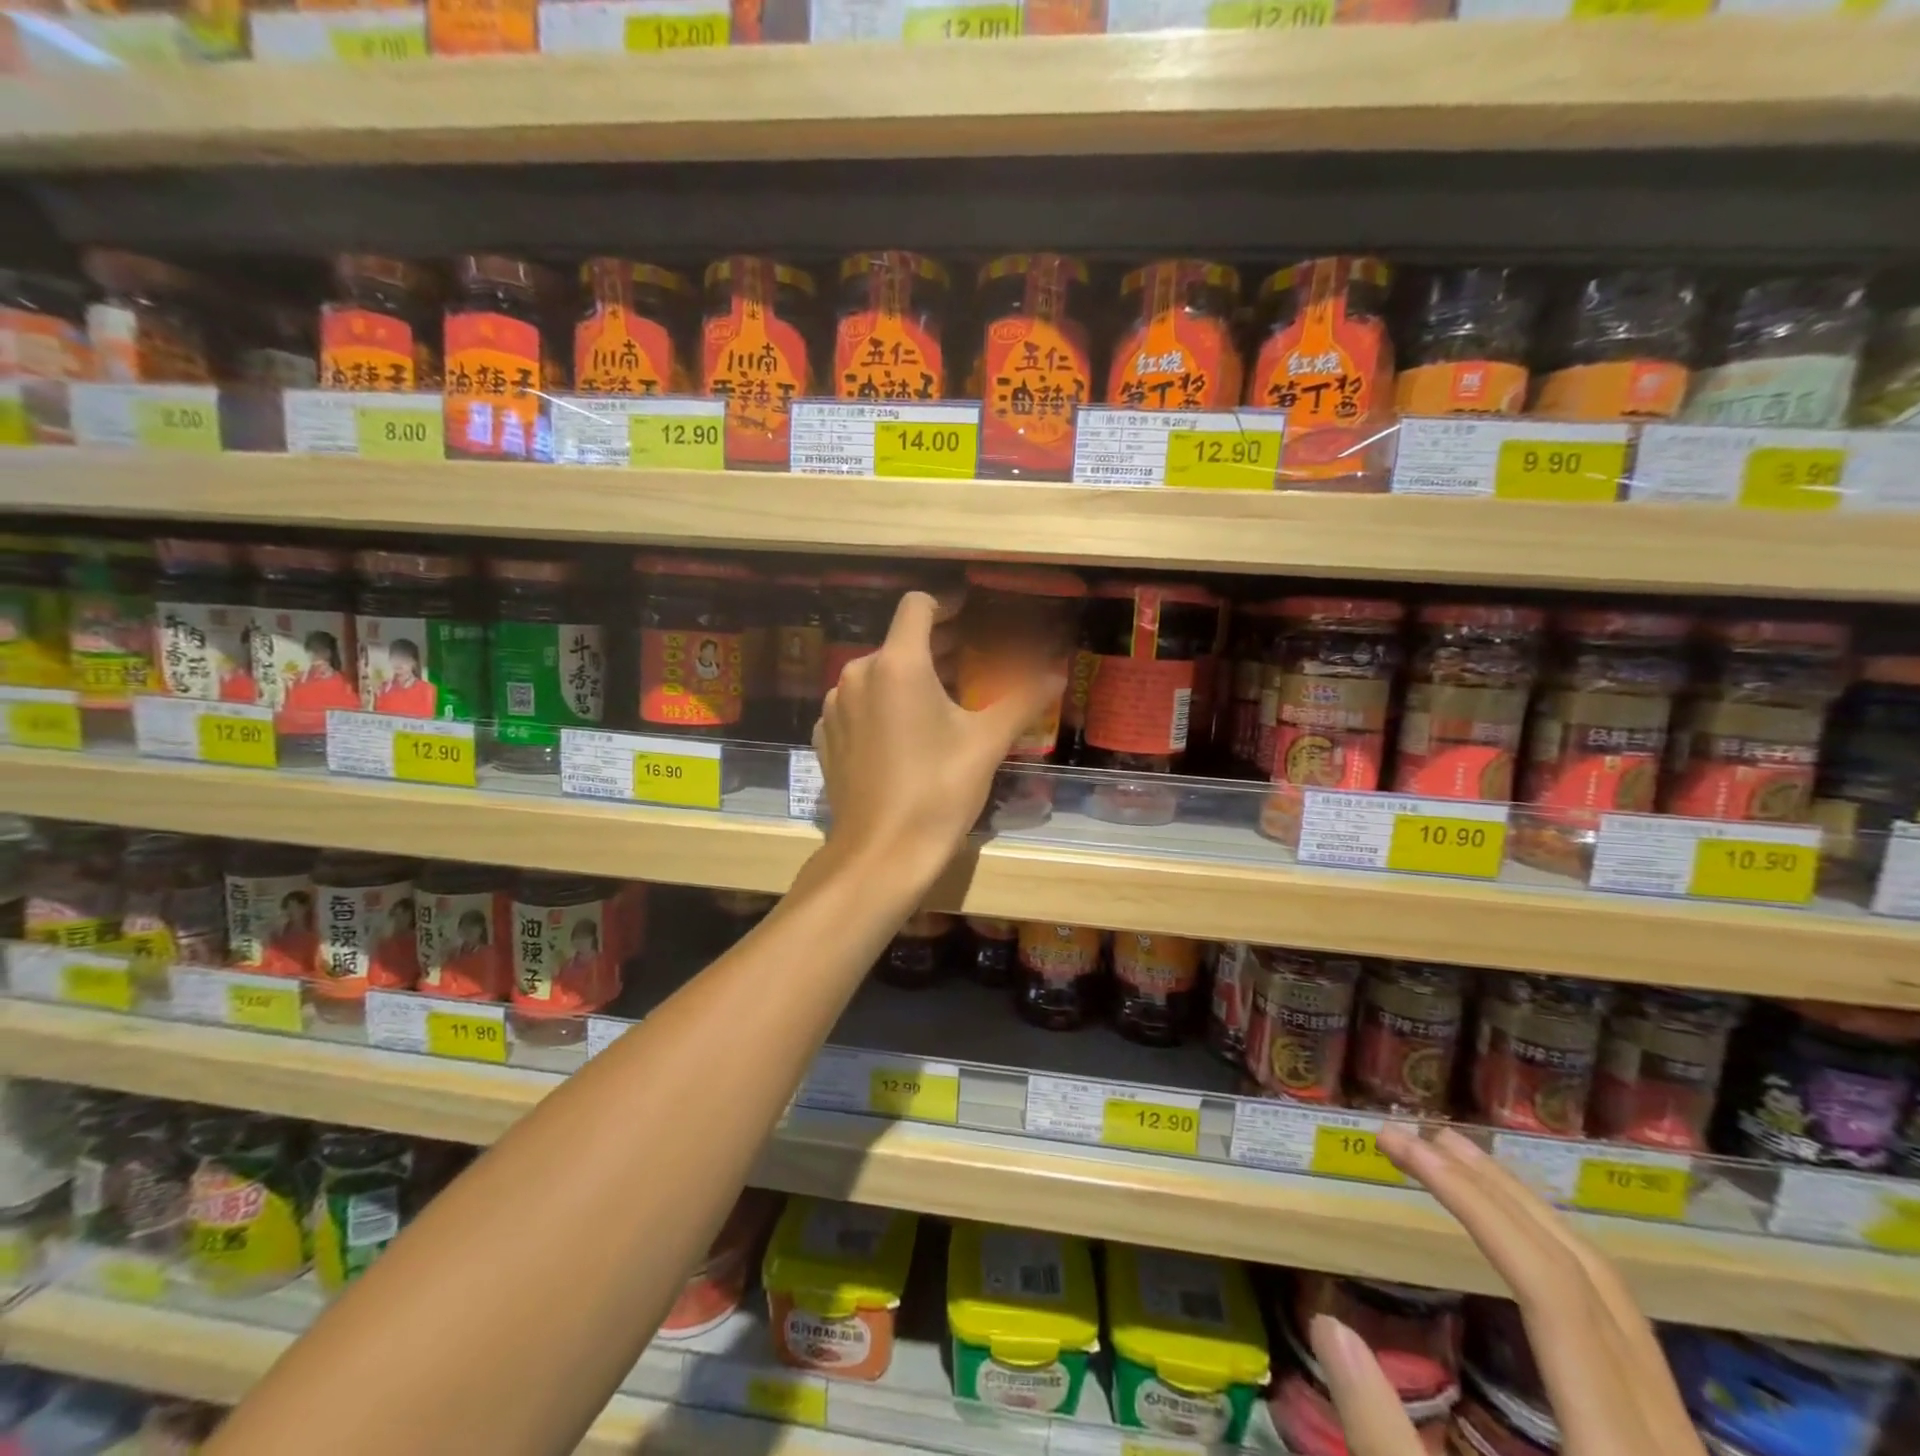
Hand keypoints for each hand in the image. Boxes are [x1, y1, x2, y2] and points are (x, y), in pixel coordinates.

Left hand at [812, 591, 1061, 884]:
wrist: (881, 853)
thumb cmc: (938, 790)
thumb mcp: (987, 742)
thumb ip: (1022, 699)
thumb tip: (1057, 673)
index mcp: (897, 664)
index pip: (917, 606)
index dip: (946, 604)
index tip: (969, 615)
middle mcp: (856, 674)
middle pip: (899, 641)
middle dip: (937, 646)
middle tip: (973, 661)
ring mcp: (835, 707)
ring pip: (877, 674)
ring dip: (910, 677)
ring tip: (944, 700)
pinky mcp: (826, 737)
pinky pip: (858, 705)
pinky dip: (883, 706)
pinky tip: (906, 734)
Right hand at [1309, 1127, 1704, 1455]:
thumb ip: (1386, 1444)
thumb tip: (1328, 1326)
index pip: (1551, 1291)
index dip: (1474, 1203)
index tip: (1403, 1148)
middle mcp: (1666, 1438)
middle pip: (1591, 1278)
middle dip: (1496, 1191)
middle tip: (1417, 1136)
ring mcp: (1677, 1447)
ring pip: (1616, 1300)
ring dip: (1529, 1217)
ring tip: (1458, 1165)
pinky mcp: (1667, 1455)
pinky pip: (1619, 1332)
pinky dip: (1556, 1264)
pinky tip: (1516, 1250)